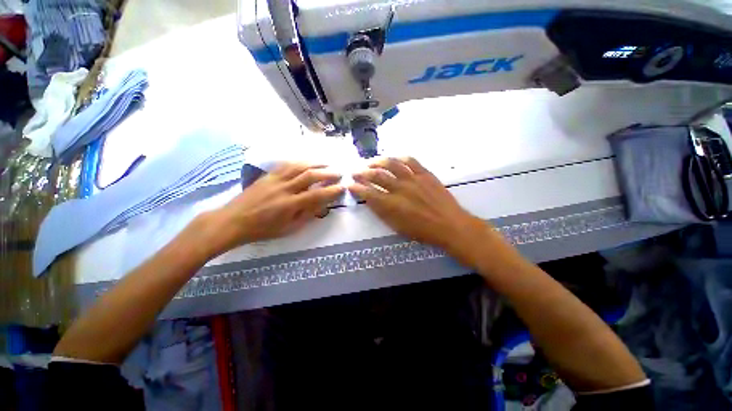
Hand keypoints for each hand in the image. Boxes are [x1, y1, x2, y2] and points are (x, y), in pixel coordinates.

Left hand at [209, 163, 343, 253]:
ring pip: (299, 166)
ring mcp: (275, 179)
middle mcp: (284, 189)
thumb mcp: (288, 229)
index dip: (332, 191)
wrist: (233, 221)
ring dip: (315, 163)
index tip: (342, 188)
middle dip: (328, 173)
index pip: (317, 195)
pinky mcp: (267, 175)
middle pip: (310, 176)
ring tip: (327, 163)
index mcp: (290, 205)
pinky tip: (307, 161)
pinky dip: (300, 161)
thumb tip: (322, 206)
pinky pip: (286, 164)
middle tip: (339, 173)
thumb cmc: (262, 229)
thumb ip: (306, 216)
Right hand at [349, 157, 488, 254]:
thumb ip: (382, 212)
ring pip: (391, 164)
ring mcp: (413, 179)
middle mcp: (399, 188)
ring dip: (378, 162)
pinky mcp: (425, 174)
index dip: (357, 188)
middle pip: (376, 176)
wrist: (450, 225)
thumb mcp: (398, 227)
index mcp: (391, 205)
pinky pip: (410, 161)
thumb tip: (370, 200)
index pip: (368, 193)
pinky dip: (399, 158)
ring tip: (371, 162)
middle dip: (362, 173)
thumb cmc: (423, 231)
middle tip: (356, 172)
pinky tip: (394, 159)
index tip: (350, 184)